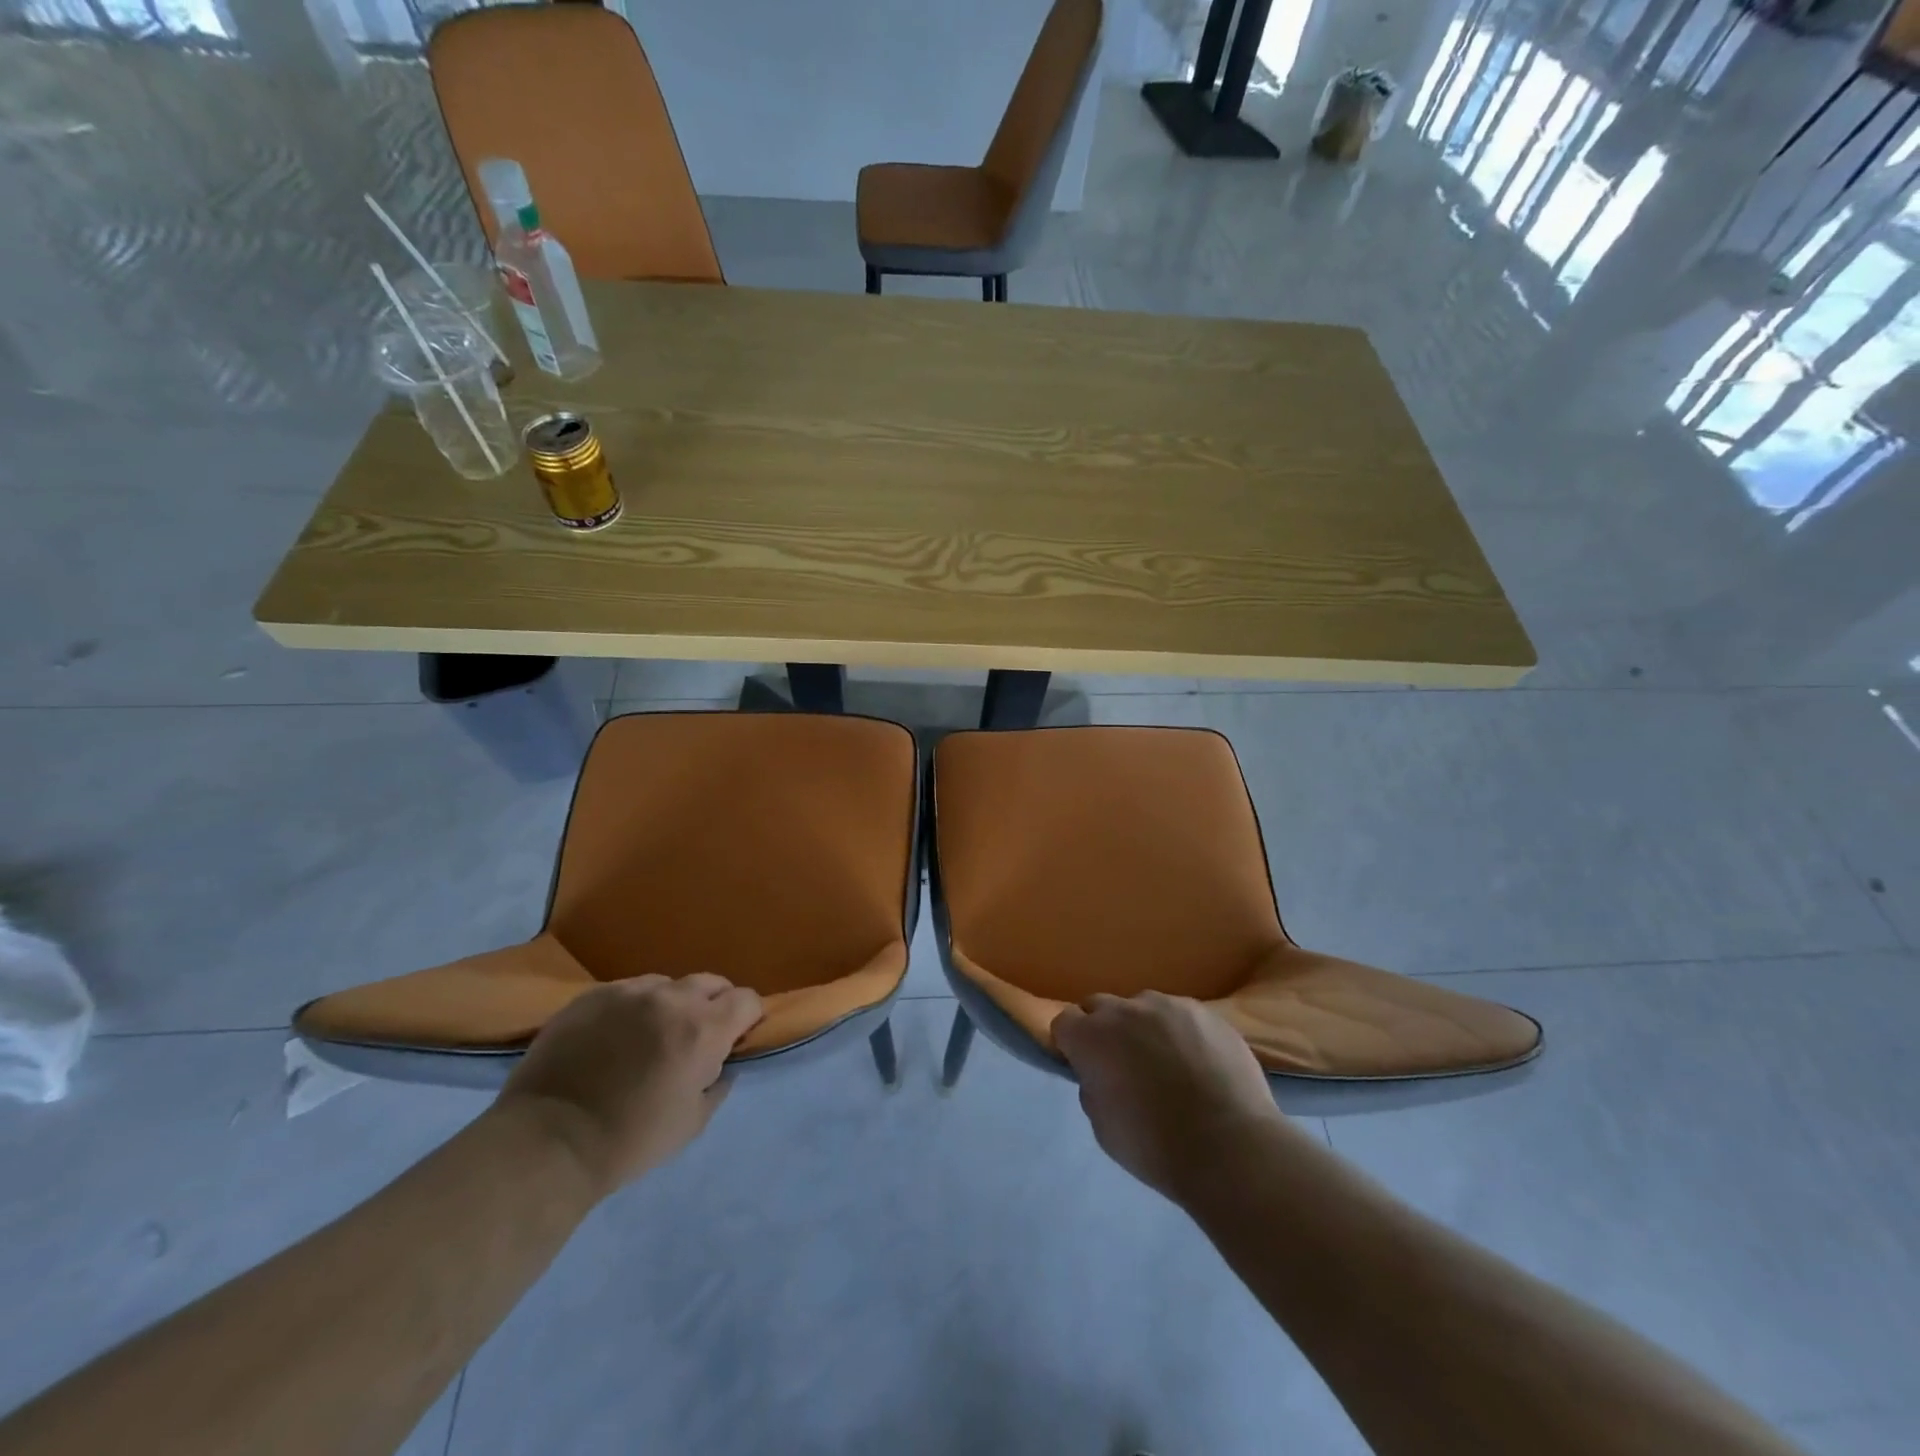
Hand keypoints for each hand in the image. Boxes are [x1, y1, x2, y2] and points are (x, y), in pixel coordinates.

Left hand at [496, 974, 763, 1195]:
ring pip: (667, 984)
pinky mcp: (593, 995)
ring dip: (671, 1004)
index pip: (747, 999)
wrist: (547, 1141)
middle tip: (696, 1037)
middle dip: (714, 1004)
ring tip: (651, 1035)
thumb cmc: (629, 1140)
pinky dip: (633, 1008)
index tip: (735, 1038)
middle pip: (711, 983)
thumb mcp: (692, 1124)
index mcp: (704, 1029)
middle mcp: (672, 998)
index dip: (747, 1018)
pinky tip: (614, 1037)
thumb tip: (722, 1065)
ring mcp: (630, 992)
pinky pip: (628, 991)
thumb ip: (717, 1085)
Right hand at [1053, 991, 1288, 1205]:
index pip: (1064, 1021)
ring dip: (1145, 1029)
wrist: (1230, 1147)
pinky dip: (1182, 1033)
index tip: (1086, 1067)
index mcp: (1091, 1037)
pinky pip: (1181, 1016)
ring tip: (1169, 1064)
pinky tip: (1200, 1064)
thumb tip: (1101, 1074)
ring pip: (1144, 1008)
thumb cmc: (1156, 1146)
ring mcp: (1168, 1005)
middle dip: (1104, 1030)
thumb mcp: (1103, 1127)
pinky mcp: (1205, 1012)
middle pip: (1100, 1007)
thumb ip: (1093, 1087)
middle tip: (1124, 1064)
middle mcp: (1125, 1010)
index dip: (1072, 1044)